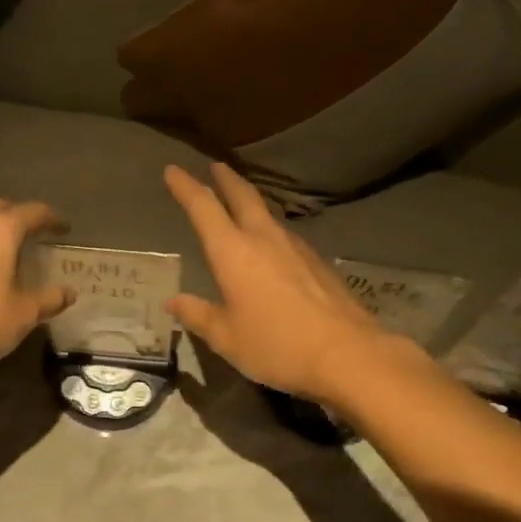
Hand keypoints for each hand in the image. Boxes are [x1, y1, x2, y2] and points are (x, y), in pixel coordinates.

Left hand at [0, 200, 74, 380]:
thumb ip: (49, 299)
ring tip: (7, 253)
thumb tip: (68, 292)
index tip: (65, 228)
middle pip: (1, 210)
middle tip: (36, 235)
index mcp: (0, 230)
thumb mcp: (23, 315)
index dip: (52, 218)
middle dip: (20, 218)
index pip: (33, 212)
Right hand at [164, 163, 401, 399]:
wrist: (348, 354)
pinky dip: (272, 231)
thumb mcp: (227, 338)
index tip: (173, 171)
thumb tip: (175, 301)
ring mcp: (296, 248)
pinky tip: (275, 247)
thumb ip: (199, 316)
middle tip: (216, 167)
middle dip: (226, 180)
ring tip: (243, 204)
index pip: (203, 207)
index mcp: (233, 252)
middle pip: (243, 197)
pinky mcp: (319, 263)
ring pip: (268, 215)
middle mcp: (264, 239)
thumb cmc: (276, 346)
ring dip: (252, 203)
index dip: (185, 187)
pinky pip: (287, 237)